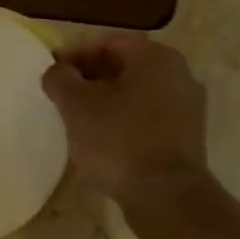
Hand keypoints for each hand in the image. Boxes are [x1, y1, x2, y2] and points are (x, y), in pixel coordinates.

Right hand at [40, 35, 209, 203]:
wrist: (165, 196)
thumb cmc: (118, 141)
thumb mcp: (76, 105)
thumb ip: (60, 78)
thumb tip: (57, 71)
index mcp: (155, 57)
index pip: (108, 42)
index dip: (75, 54)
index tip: (52, 72)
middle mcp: (178, 73)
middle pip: (124, 65)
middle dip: (90, 77)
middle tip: (62, 96)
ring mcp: (187, 106)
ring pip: (136, 92)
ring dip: (106, 100)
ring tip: (78, 119)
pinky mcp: (186, 135)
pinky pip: (147, 115)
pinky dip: (123, 119)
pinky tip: (102, 138)